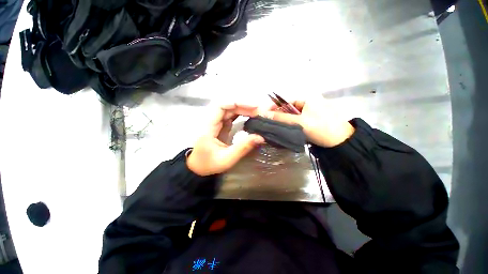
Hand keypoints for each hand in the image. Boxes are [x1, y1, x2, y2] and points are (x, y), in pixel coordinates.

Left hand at [187, 104, 264, 175]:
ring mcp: (215, 122)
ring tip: (257, 114)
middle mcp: (211, 120)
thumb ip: (243, 147)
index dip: (237, 103)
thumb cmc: (208, 163)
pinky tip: (249, 117)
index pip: (221, 106)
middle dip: (244, 106)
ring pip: (230, 110)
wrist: (196, 167)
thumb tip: (260, 137)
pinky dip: (241, 114)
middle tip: (259, 112)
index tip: (253, 107)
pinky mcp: (219, 125)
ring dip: (244, 109)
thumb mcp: (227, 159)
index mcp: (208, 126)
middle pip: (228, 106)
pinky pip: (230, 115)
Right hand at [263, 99, 354, 147]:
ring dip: (285, 121)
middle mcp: (308, 103)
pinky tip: (286, 129)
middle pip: (288, 108)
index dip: (275, 107)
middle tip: (269, 123)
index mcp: (307, 99)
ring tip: (275, 127)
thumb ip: (282, 118)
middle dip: (279, 115)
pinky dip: (291, 124)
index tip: (265, 114)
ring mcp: (310, 112)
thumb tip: (264, 113)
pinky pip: (298, 121)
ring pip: (292, 116)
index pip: (286, 101)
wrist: (341, 142)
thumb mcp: (299, 122)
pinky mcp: (311, 121)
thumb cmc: (321, 128)